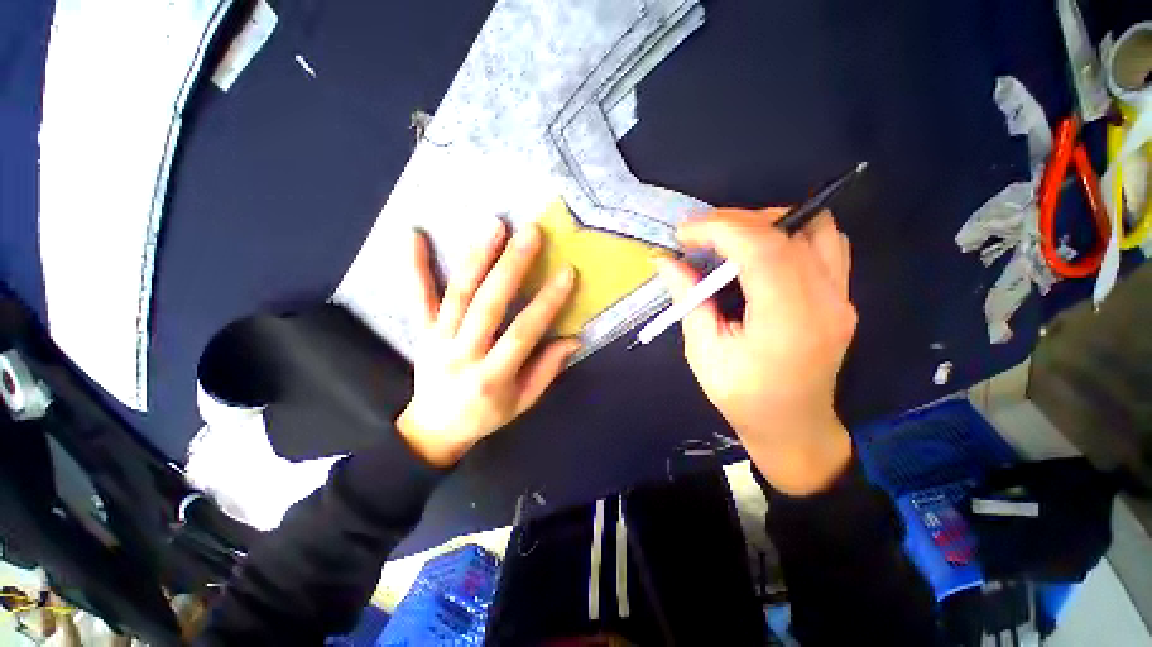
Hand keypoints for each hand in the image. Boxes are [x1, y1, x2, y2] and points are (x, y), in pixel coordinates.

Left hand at [397, 220, 580, 466]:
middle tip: (530, 234)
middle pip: (487, 305)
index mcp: (492, 377)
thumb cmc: (485, 417)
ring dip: (475, 257)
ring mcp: (437, 340)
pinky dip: (414, 266)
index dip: (546, 303)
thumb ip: (547, 370)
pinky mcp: (421, 332)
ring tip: (493, 225)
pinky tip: (414, 235)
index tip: (566, 273)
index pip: (523, 333)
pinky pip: (416, 297)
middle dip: (510, 267)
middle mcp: (462, 355)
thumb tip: (574, 339)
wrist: (432, 431)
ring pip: (457, 294)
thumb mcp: (522, 403)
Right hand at [657, 208, 856, 494]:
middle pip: (788, 231)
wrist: (793, 426)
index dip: (720, 229)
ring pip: (815, 228)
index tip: (684, 233)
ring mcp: (841, 297)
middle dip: (736, 222)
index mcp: (786, 322)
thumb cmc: (742, 397)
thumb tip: (665, 261)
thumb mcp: (703, 352)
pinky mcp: (843, 296)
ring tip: (731, 240)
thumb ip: (688, 299)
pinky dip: (790, 235)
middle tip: (700, 235)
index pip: (762, 249)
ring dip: (767, 223)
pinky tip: (762, 253)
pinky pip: (825, 244)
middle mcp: (824, 301)